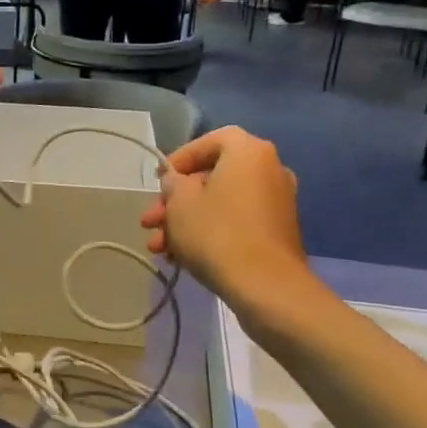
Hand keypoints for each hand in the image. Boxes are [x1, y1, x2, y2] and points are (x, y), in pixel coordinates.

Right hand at [138, 127, 304, 298]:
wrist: (266, 286)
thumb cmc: (217, 233)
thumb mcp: (180, 203)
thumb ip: (173, 184)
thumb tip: (178, 181)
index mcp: (249, 152)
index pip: (210, 141)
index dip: (180, 158)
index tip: (159, 180)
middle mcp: (269, 170)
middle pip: (212, 177)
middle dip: (175, 202)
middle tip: (150, 222)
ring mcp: (276, 203)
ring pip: (220, 204)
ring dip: (186, 222)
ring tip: (159, 248)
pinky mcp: (276, 232)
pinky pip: (236, 222)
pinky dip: (209, 233)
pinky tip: (181, 258)